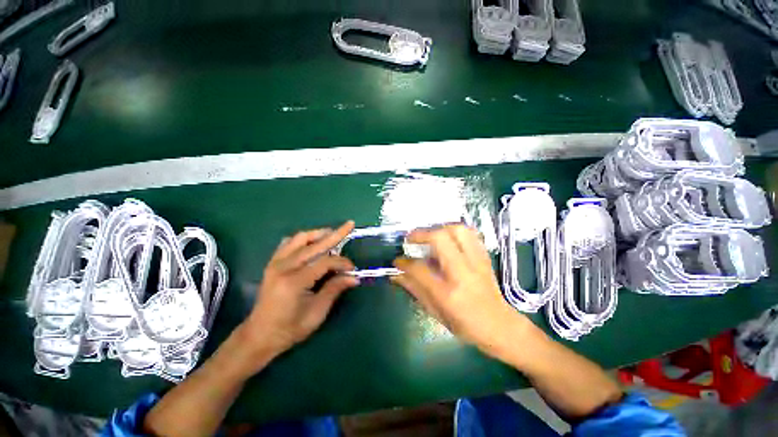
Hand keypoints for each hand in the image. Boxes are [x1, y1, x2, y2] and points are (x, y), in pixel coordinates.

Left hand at [242, 221, 358, 359]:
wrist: (259, 335)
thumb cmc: (290, 328)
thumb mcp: (316, 313)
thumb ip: (335, 289)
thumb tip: (354, 277)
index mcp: (295, 281)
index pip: (325, 262)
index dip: (342, 262)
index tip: (353, 269)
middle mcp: (283, 267)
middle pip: (314, 244)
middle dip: (335, 234)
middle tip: (349, 225)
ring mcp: (275, 263)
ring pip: (300, 238)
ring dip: (318, 233)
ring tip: (332, 234)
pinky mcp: (272, 263)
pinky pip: (288, 243)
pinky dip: (303, 239)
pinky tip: (312, 242)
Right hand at [391, 225, 530, 355]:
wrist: (501, 326)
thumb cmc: (466, 325)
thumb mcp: (436, 312)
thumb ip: (415, 289)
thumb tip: (396, 275)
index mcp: (448, 293)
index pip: (419, 269)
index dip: (404, 263)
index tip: (397, 261)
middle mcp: (462, 272)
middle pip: (440, 239)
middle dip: (421, 234)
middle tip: (411, 239)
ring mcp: (476, 262)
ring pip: (458, 230)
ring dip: (439, 228)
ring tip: (430, 236)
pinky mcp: (484, 257)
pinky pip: (470, 233)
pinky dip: (455, 231)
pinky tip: (447, 238)